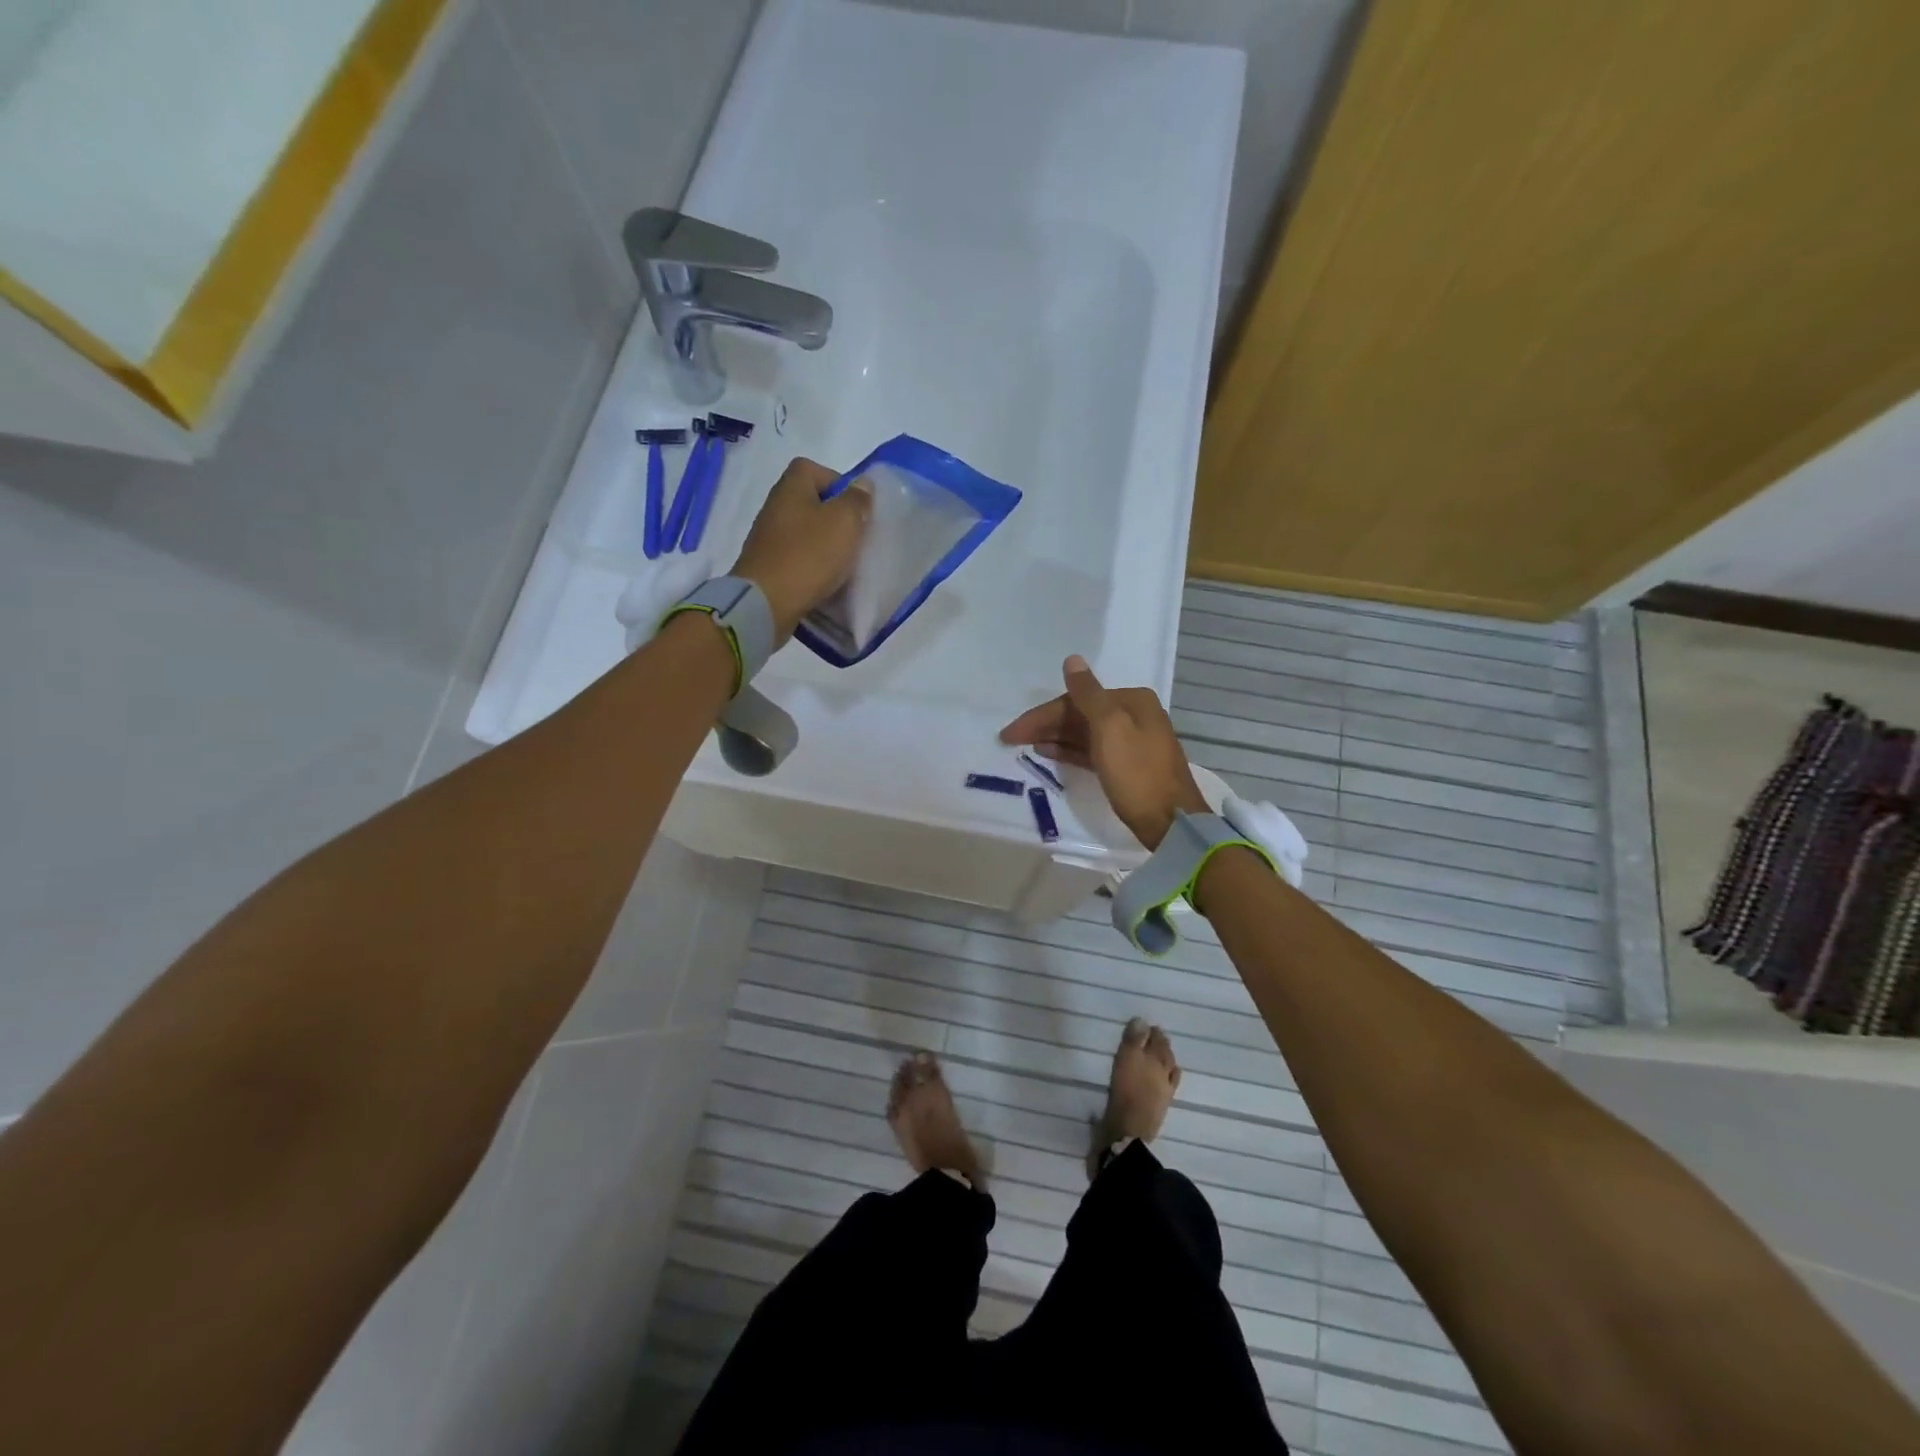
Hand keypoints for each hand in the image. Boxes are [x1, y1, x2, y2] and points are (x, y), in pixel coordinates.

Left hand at [732, 458, 871, 640]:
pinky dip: (811, 565)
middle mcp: (774, 507)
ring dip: (823, 544)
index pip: (811, 468)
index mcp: (790, 488)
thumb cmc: (808, 555)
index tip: (855, 505)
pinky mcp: (766, 566)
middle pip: (808, 502)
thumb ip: (857, 500)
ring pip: (803, 532)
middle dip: (833, 517)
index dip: (836, 481)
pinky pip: (795, 558)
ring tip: (844, 562)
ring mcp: (767, 539)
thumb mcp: (844, 522)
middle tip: (854, 536)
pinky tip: (825, 580)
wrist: (766, 603)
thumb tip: (863, 484)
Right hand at [1000, 655, 1208, 849]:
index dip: (1042, 714)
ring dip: (1054, 736)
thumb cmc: (1137, 773)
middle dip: (1046, 725)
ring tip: (1025, 745)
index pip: (1076, 700)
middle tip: (1011, 739)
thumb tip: (1072, 660)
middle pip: (1080, 714)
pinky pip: (1092, 750)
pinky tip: (1048, 753)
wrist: (1171, 823)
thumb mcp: (1110, 729)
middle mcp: (1134, 715)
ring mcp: (1132, 741)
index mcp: (1132, 701)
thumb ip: (1088, 694)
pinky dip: (1070, 750)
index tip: (1011, 732)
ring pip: (1085, 732)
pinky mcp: (1128, 766)